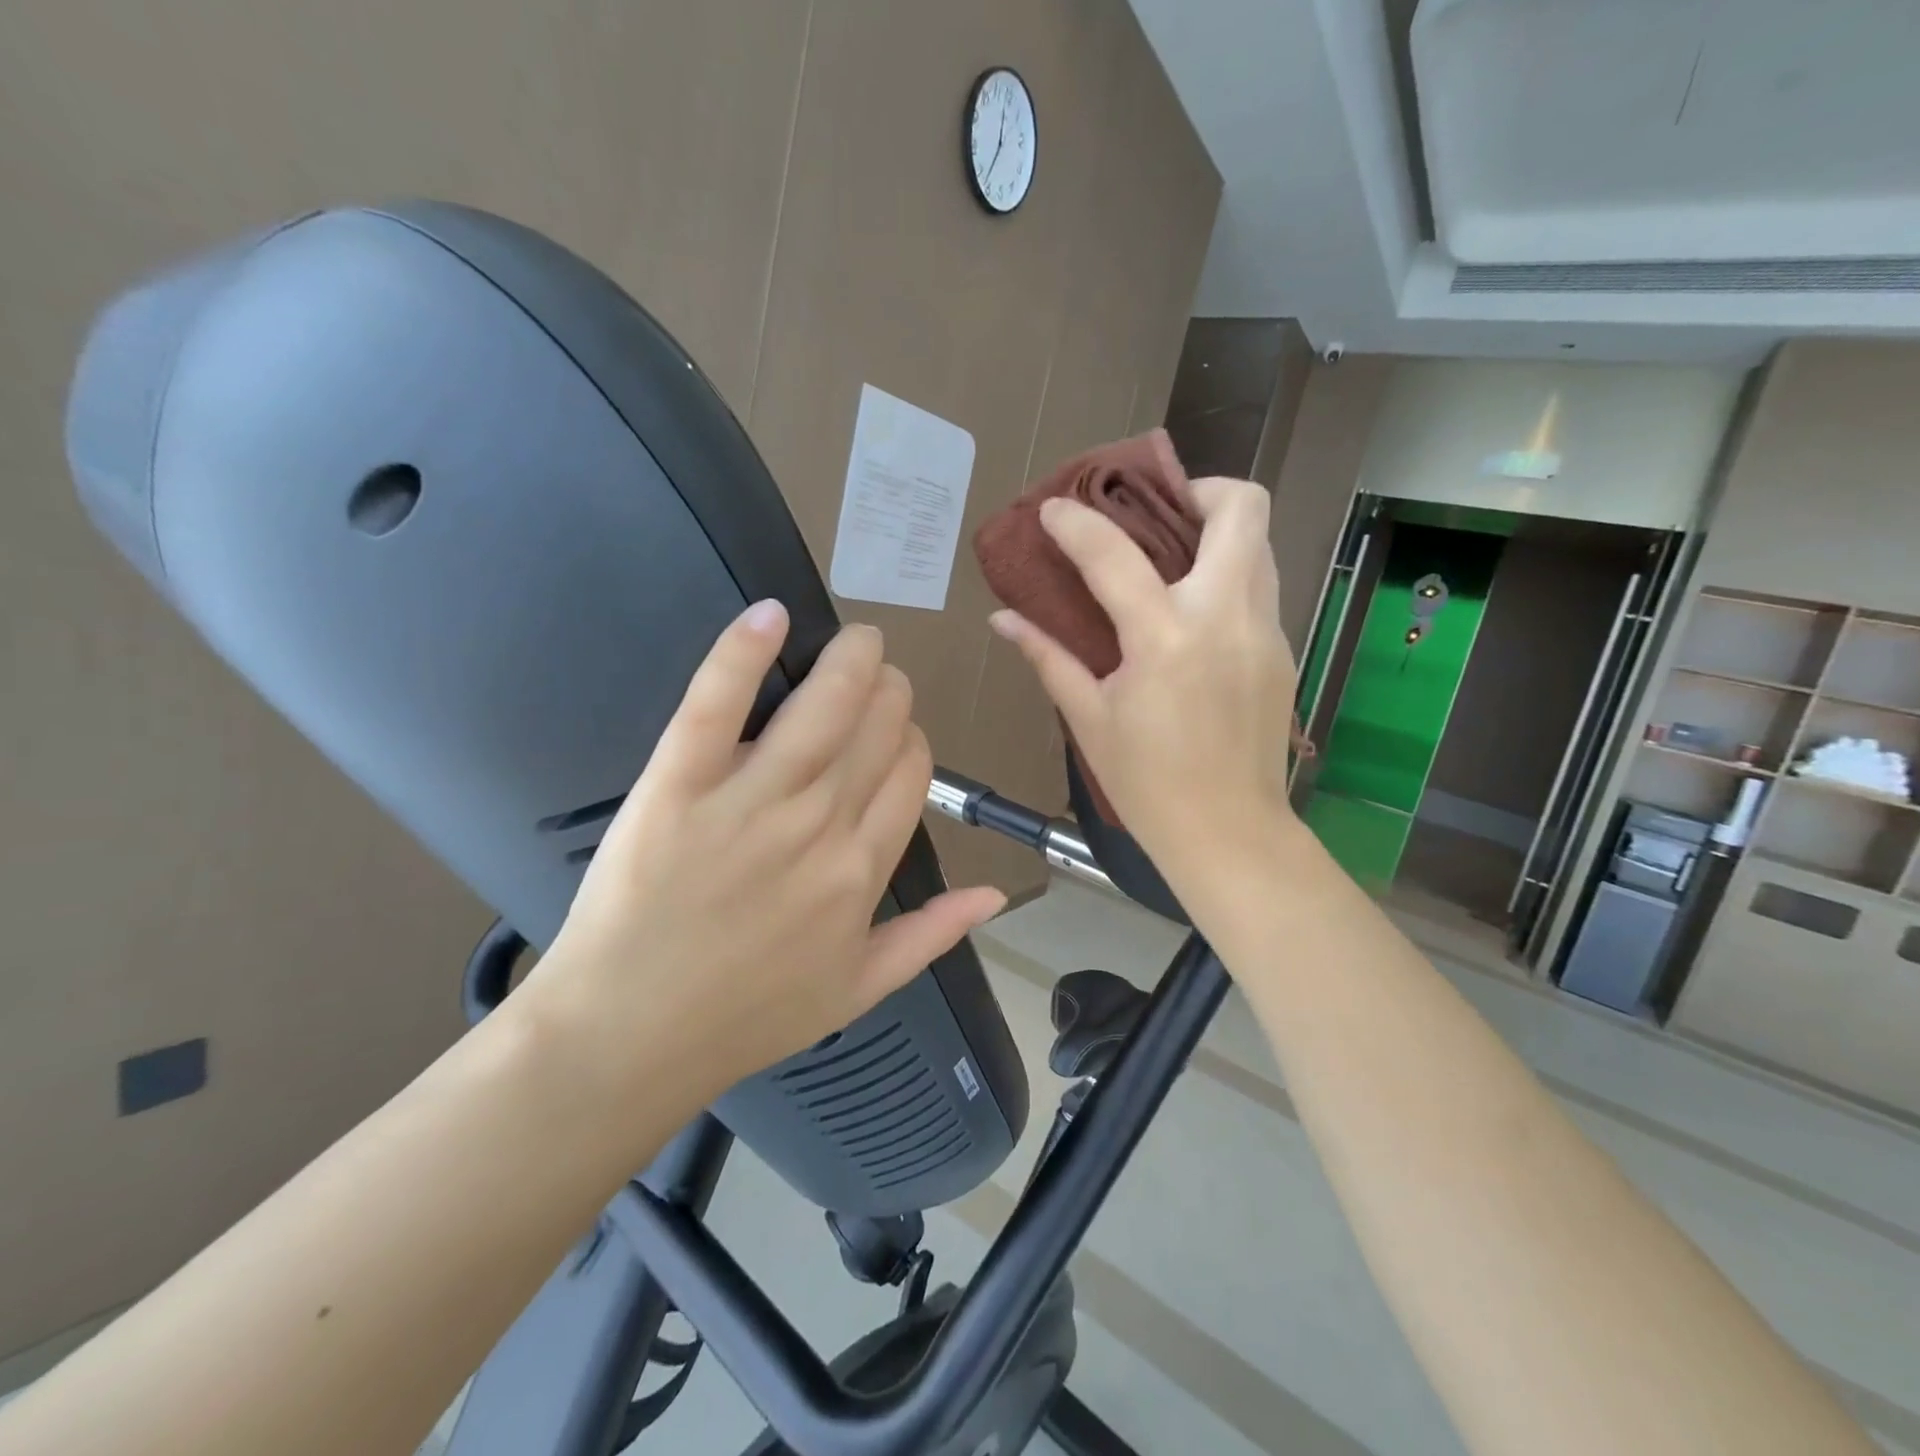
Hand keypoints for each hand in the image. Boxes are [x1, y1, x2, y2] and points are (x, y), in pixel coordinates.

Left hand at [526, 601, 1004, 1113]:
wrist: (629, 1038)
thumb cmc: (746, 1017)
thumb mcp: (858, 989)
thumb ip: (932, 935)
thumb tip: (996, 892)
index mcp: (863, 870)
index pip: (912, 771)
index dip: (911, 738)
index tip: (895, 733)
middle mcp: (820, 826)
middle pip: (878, 727)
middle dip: (888, 690)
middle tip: (874, 677)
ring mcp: (749, 803)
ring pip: (822, 706)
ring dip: (849, 658)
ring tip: (855, 639)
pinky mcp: (677, 786)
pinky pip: (718, 705)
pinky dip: (744, 653)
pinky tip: (770, 615)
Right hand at [989, 478, 1299, 887]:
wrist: (1230, 834)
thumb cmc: (1147, 784)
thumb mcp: (1089, 720)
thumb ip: (1048, 658)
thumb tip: (1003, 619)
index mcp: (1165, 640)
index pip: (1115, 555)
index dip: (1077, 523)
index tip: (1054, 509)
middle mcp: (1226, 618)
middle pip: (1240, 509)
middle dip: (1198, 490)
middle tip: (1155, 513)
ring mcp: (1265, 631)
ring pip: (1260, 543)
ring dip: (1218, 531)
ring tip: (1173, 555)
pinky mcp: (1282, 649)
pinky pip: (1262, 586)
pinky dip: (1228, 574)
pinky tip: (1193, 612)